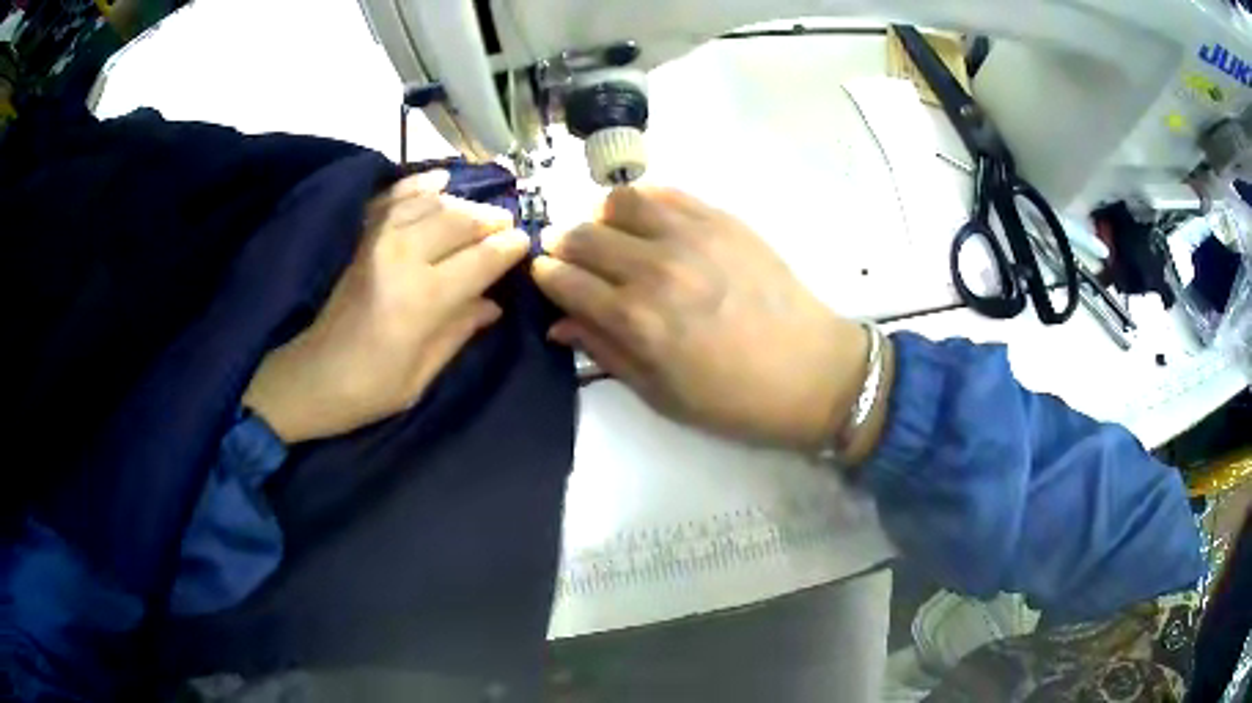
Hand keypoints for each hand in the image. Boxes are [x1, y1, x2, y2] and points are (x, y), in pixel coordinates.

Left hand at [243, 170, 529, 442]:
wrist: (305, 377)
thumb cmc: (365, 390)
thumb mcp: (420, 376)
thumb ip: (459, 332)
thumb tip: (492, 304)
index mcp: (423, 299)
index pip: (481, 259)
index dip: (509, 249)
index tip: (525, 243)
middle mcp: (403, 256)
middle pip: (461, 221)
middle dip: (491, 221)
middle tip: (507, 227)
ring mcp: (376, 239)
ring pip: (433, 203)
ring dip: (463, 204)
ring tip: (479, 212)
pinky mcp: (358, 235)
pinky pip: (395, 197)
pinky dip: (419, 185)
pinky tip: (439, 181)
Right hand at [532, 186, 881, 453]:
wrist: (812, 372)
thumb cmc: (734, 399)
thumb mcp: (660, 394)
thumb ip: (605, 351)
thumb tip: (559, 323)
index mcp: (636, 319)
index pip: (564, 279)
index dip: (544, 276)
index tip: (544, 276)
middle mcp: (655, 268)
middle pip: (582, 234)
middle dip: (562, 244)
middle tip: (569, 256)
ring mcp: (691, 236)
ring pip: (619, 200)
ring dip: (600, 215)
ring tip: (609, 234)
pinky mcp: (722, 219)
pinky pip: (666, 192)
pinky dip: (643, 201)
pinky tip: (647, 221)